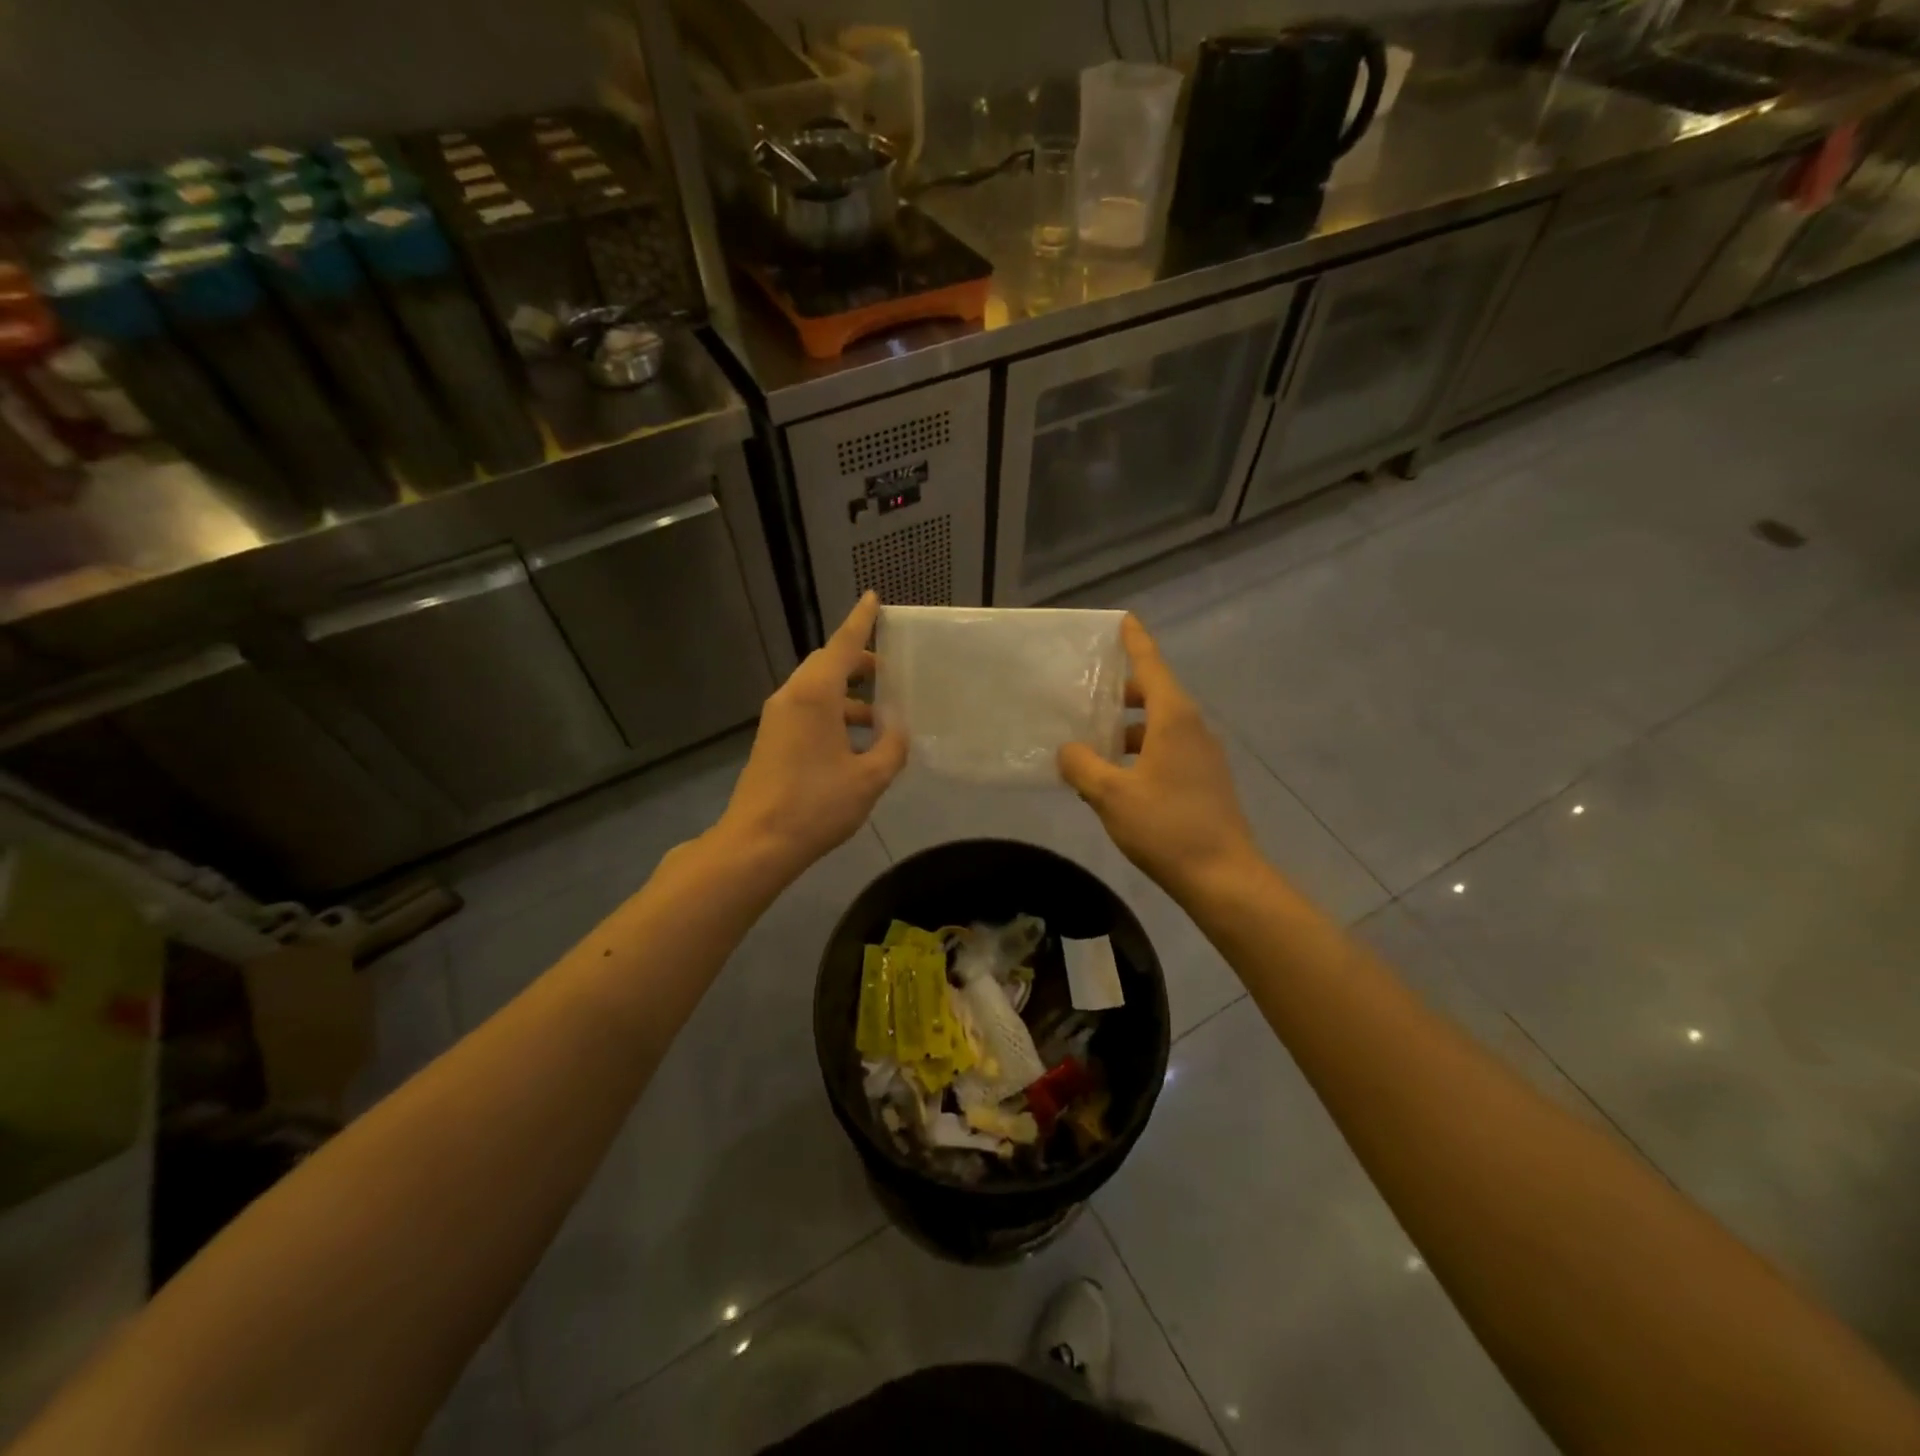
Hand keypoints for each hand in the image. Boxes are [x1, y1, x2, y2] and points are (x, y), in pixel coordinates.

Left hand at [716, 592, 906, 875]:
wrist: (757, 843)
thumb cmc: (816, 804)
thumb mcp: (869, 778)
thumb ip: (891, 747)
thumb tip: (897, 731)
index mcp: (815, 695)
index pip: (842, 646)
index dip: (860, 622)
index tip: (873, 599)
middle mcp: (792, 697)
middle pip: (828, 665)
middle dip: (860, 665)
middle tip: (891, 676)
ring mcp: (778, 719)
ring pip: (818, 691)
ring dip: (850, 697)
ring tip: (882, 720)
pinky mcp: (773, 740)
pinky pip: (808, 711)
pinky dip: (835, 715)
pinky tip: (857, 745)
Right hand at [1059, 615, 1260, 902]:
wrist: (1223, 876)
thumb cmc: (1166, 826)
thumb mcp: (1111, 795)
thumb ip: (1082, 766)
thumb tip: (1068, 750)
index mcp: (1173, 719)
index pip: (1151, 666)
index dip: (1135, 642)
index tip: (1124, 620)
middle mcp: (1193, 729)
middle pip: (1156, 695)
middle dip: (1123, 691)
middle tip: (1088, 694)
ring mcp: (1203, 756)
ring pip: (1161, 726)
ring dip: (1129, 728)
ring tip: (1093, 743)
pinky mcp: (1206, 781)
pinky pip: (1168, 751)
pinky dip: (1142, 752)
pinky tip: (1116, 778)